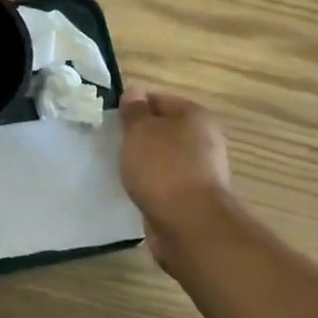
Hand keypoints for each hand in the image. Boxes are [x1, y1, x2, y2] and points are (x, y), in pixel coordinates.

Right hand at [119, 91, 239, 273]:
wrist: (190, 225)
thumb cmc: (163, 168)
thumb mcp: (140, 131)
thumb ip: (134, 111)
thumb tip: (134, 91)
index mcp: (195, 116)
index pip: (158, 100)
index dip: (133, 108)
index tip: (113, 121)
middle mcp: (205, 139)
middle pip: (164, 129)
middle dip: (140, 136)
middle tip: (115, 144)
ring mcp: (203, 170)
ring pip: (165, 157)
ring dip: (146, 162)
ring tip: (122, 169)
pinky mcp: (196, 197)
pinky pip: (168, 182)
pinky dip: (153, 184)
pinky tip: (137, 189)